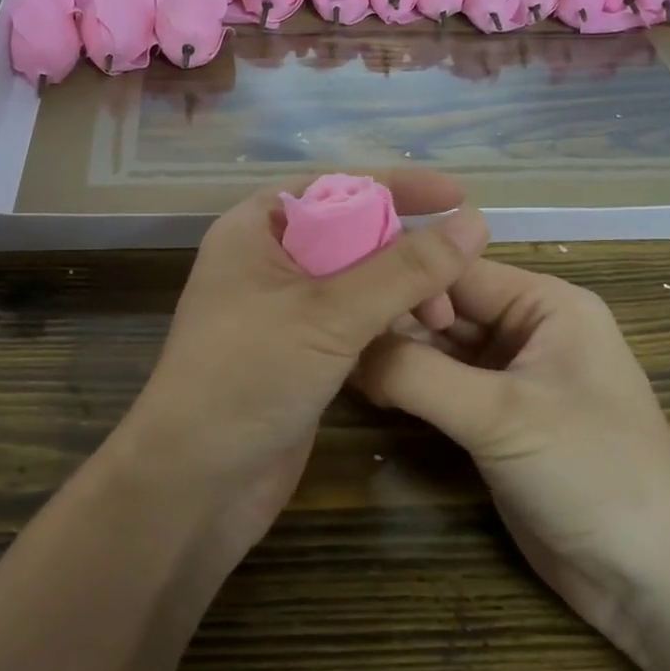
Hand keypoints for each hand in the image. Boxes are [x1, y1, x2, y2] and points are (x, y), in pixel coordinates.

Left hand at [121, 171, 488, 559]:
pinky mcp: (297, 354)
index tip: (457, 194)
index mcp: (256, 229)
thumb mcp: (330, 313)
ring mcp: (281, 311)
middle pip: (351, 234)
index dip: (396, 186)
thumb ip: (405, 268)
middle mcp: (267, 262)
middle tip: (454, 284)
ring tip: (441, 323)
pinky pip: (351, 322)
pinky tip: (419, 341)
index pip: (335, 187)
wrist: (195, 484)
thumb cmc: (249, 377)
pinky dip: (385, 325)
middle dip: (405, 250)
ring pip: (356, 282)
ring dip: (401, 293)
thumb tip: (474, 221)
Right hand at [353, 259, 669, 636]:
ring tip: (333, 360)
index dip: (400, 279)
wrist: (650, 580)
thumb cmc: (591, 473)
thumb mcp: (501, 415)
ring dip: (394, 357)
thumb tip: (345, 348)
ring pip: (437, 351)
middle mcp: (527, 330)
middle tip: (326, 334)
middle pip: (443, 309)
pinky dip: (408, 389)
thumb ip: (417, 375)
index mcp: (545, 305)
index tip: (337, 294)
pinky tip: (365, 391)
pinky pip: (442, 389)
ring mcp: (510, 379)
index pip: (456, 271)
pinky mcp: (495, 421)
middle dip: (391, 321)